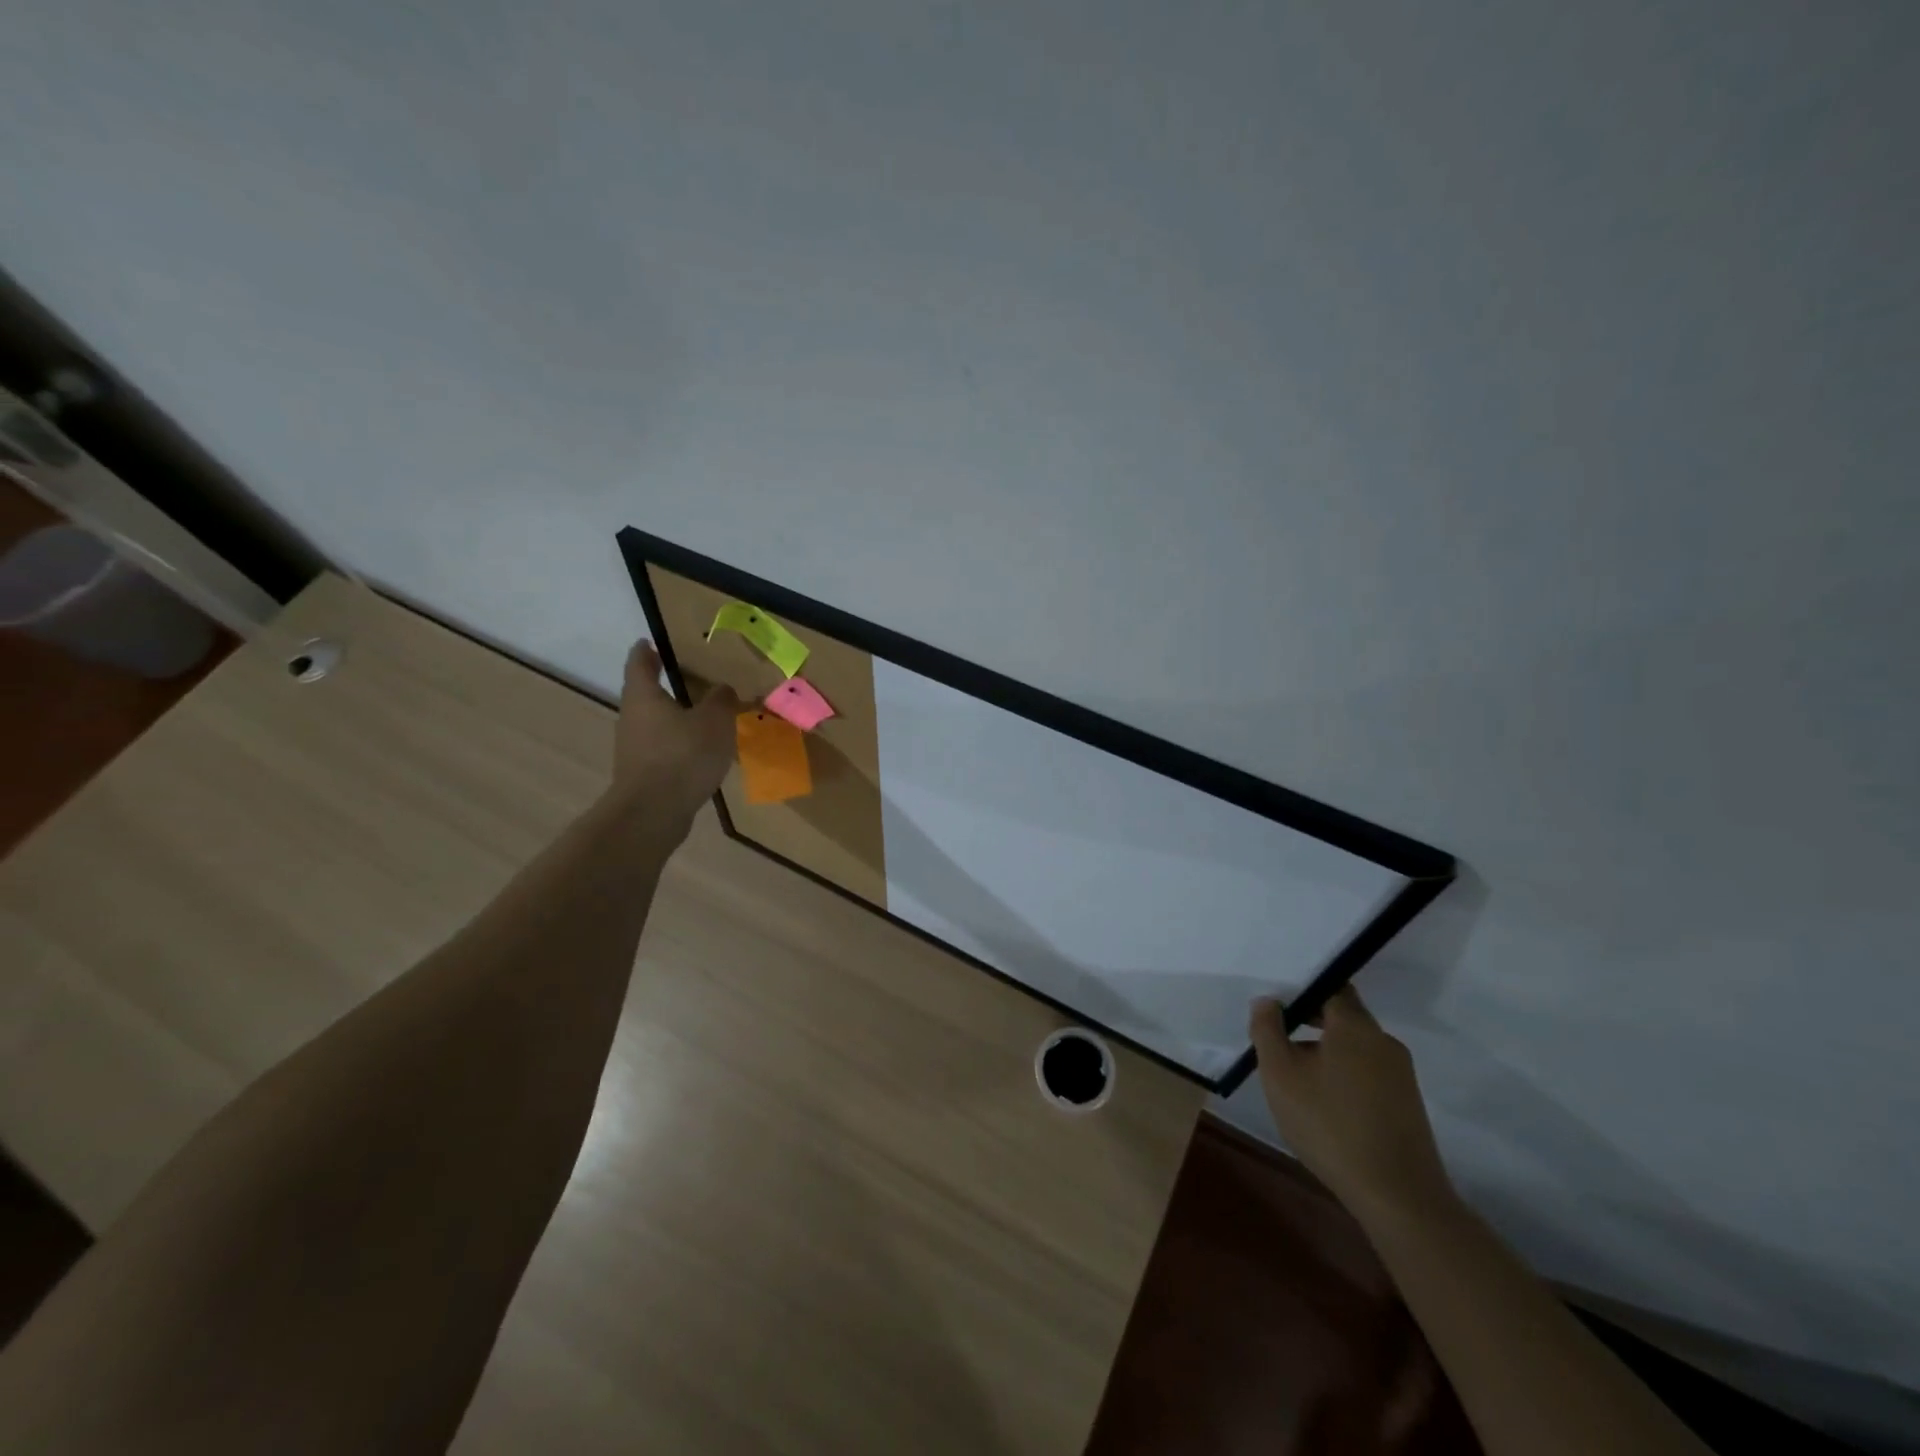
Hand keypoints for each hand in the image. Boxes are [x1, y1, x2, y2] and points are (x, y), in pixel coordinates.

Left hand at [610, 642, 740, 817]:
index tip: (652, 641)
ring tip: (706, 718)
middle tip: (694, 679)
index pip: (640, 662)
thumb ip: (721, 700)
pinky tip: (702, 752)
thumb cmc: (682, 755)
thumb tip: (723, 689)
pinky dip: (679, 745)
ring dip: (676, 719)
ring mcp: (634, 748)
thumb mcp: (714, 721)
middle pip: (646, 694)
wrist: (653, 812)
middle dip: (667, 686)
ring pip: (656, 724)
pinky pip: (663, 750)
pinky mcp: (643, 774)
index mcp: (643, 696)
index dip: (646, 650)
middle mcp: (632, 718)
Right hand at [1250, 989, 1455, 1225]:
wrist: (1398, 1196)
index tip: (1276, 1004)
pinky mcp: (1407, 1104)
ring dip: (1324, 1051)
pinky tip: (1324, 1104)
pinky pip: (1368, 1073)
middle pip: (1343, 1017)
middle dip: (1308, 1022)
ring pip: (1354, 1047)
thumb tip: (1268, 1001)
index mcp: (1355, 1025)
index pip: (1331, 986)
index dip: (1302, 989)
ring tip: (1295, 1077)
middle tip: (1276, 1038)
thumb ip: (1267, 1030)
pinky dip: (1343, 1075)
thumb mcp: (1280, 1075)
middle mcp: (1383, 1041)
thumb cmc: (1330, 1125)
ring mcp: (1401, 1074)